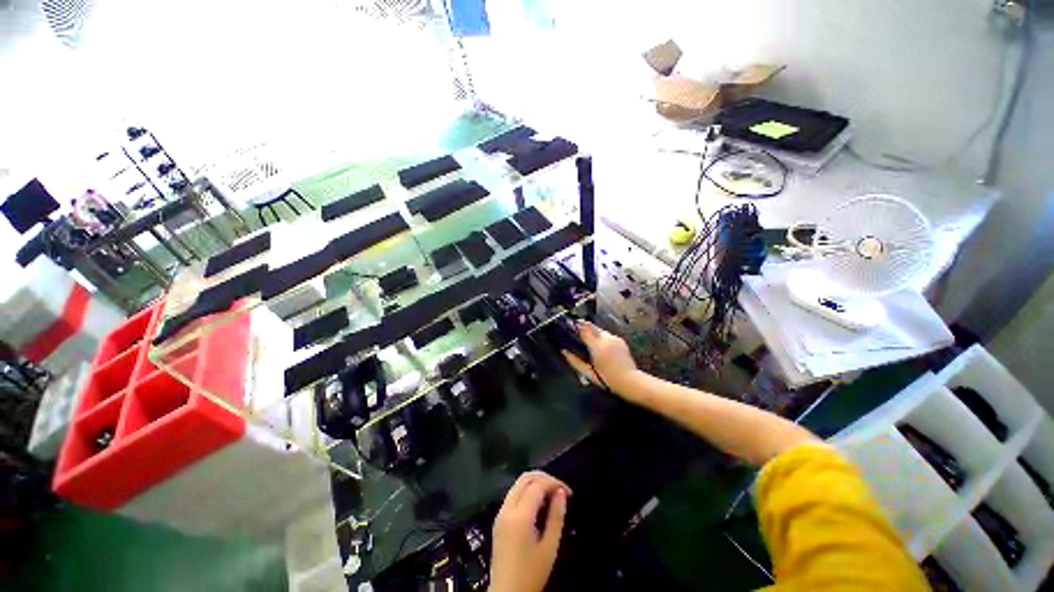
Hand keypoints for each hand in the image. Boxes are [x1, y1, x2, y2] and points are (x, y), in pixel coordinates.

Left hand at [489, 471, 570, 591]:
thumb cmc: (531, 574)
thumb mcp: (550, 547)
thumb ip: (556, 517)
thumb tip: (561, 492)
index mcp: (519, 516)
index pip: (537, 485)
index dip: (554, 482)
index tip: (569, 492)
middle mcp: (507, 508)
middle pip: (525, 478)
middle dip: (544, 478)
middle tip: (560, 489)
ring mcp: (500, 513)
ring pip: (518, 483)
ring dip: (535, 482)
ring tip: (552, 494)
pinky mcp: (499, 519)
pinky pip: (513, 494)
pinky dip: (527, 490)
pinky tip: (539, 502)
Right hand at [561, 321, 638, 391]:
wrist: (630, 381)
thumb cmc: (606, 379)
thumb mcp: (587, 372)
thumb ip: (574, 360)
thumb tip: (563, 351)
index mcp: (597, 346)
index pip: (584, 329)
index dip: (576, 325)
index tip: (570, 325)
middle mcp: (606, 338)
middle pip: (592, 326)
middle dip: (584, 326)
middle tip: (577, 330)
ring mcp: (615, 338)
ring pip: (600, 330)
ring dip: (594, 332)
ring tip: (589, 340)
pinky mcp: (621, 340)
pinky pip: (608, 335)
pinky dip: (602, 337)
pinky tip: (601, 346)